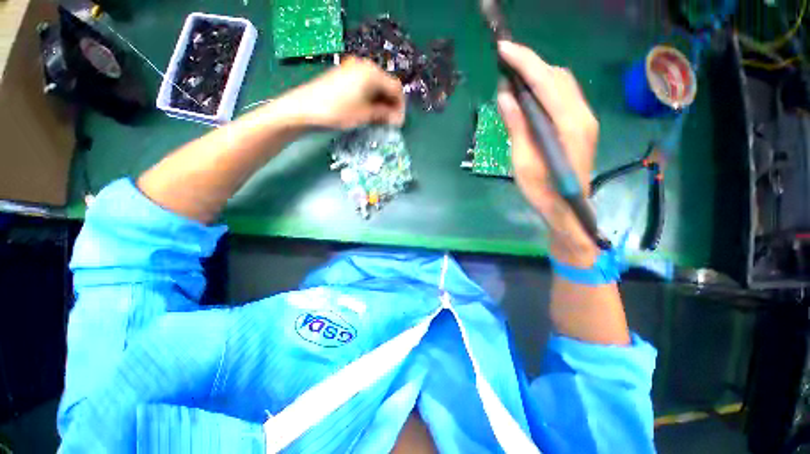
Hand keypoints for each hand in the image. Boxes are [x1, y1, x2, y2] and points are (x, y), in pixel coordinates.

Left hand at [283, 57, 405, 129]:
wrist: (305, 107)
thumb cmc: (338, 111)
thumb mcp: (364, 115)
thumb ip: (384, 115)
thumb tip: (398, 119)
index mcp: (373, 73)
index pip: (396, 88)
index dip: (400, 106)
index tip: (399, 123)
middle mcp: (365, 66)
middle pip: (386, 86)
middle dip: (391, 105)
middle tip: (390, 123)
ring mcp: (353, 69)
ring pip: (376, 87)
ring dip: (381, 103)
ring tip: (379, 120)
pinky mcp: (345, 75)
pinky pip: (365, 86)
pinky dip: (370, 99)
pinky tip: (368, 111)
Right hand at [496, 41, 599, 266]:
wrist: (567, 208)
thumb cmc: (542, 190)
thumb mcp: (523, 160)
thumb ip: (517, 125)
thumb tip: (505, 95)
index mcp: (569, 124)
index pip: (546, 82)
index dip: (525, 62)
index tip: (503, 48)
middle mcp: (583, 115)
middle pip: (558, 77)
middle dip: (531, 64)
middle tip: (505, 64)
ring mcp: (585, 119)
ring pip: (563, 84)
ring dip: (539, 75)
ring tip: (514, 77)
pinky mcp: (581, 125)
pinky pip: (564, 96)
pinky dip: (546, 88)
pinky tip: (530, 95)